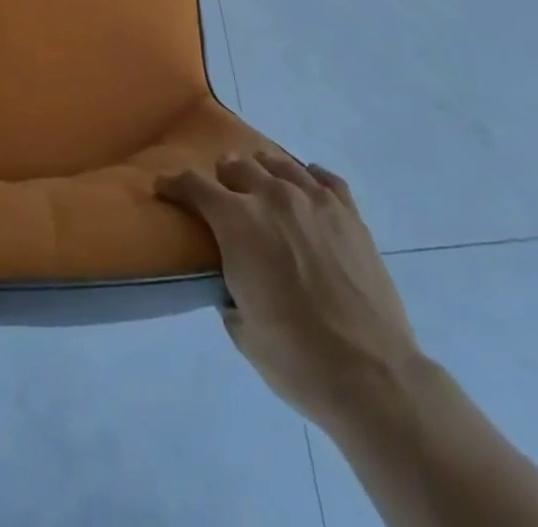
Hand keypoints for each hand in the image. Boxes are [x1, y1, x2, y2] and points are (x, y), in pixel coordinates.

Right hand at [156, 153, 417, 433]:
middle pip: (237, 165)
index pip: (195, 185)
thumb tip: (232, 278)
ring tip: (260, 182)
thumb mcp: (242, 329)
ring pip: (279, 163)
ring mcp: (315, 200)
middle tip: (219, 191)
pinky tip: (306, 188)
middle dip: (221, 176)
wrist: (372, 375)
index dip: (175, 183)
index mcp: (238, 221)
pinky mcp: (349, 213)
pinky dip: (308, 178)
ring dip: (261, 170)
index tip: (165, 187)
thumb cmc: (296, 359)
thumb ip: (228, 289)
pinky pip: (324, 178)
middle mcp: (273, 196)